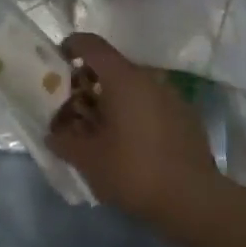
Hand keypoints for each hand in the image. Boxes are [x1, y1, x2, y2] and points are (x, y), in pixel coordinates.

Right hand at [50, 33, 221, 223]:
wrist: (193, 201)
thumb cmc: (134, 171)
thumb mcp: (87, 159)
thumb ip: (63, 141)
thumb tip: (52, 134)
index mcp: (123, 79)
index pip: (92, 45)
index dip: (70, 47)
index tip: (57, 64)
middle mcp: (149, 79)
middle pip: (111, 68)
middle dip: (87, 84)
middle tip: (72, 108)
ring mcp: (172, 97)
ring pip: (132, 87)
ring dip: (111, 100)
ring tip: (98, 130)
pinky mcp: (186, 117)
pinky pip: (150, 104)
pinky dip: (133, 114)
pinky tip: (127, 143)